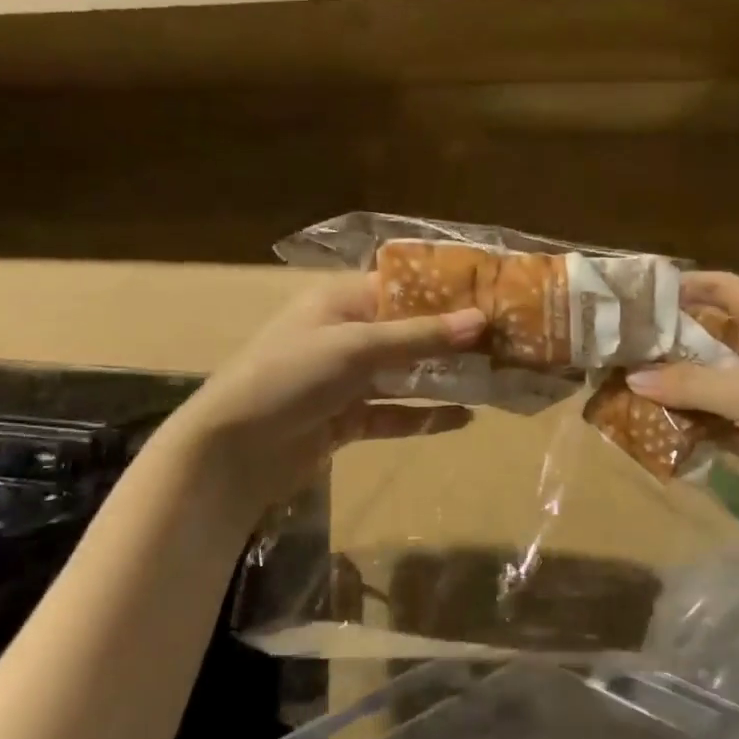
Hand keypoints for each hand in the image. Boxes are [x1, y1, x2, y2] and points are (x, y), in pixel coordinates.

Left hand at [169, 274, 485, 513]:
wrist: (231, 451)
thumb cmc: (289, 377)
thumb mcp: (356, 347)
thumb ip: (419, 336)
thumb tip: (481, 320)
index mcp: (342, 301)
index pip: (403, 286)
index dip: (447, 291)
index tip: (495, 295)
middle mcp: (347, 335)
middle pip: (410, 331)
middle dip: (453, 338)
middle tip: (506, 341)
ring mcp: (347, 380)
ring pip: (406, 374)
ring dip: (445, 378)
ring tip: (495, 379)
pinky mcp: (347, 419)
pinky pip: (395, 414)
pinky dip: (425, 416)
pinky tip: (463, 418)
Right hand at [626, 272, 738, 522]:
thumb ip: (691, 384)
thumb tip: (632, 378)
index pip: (725, 290)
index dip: (686, 286)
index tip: (640, 294)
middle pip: (707, 337)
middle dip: (665, 342)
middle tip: (617, 346)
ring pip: (705, 381)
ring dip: (669, 386)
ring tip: (618, 384)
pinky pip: (710, 419)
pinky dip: (683, 421)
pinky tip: (645, 423)